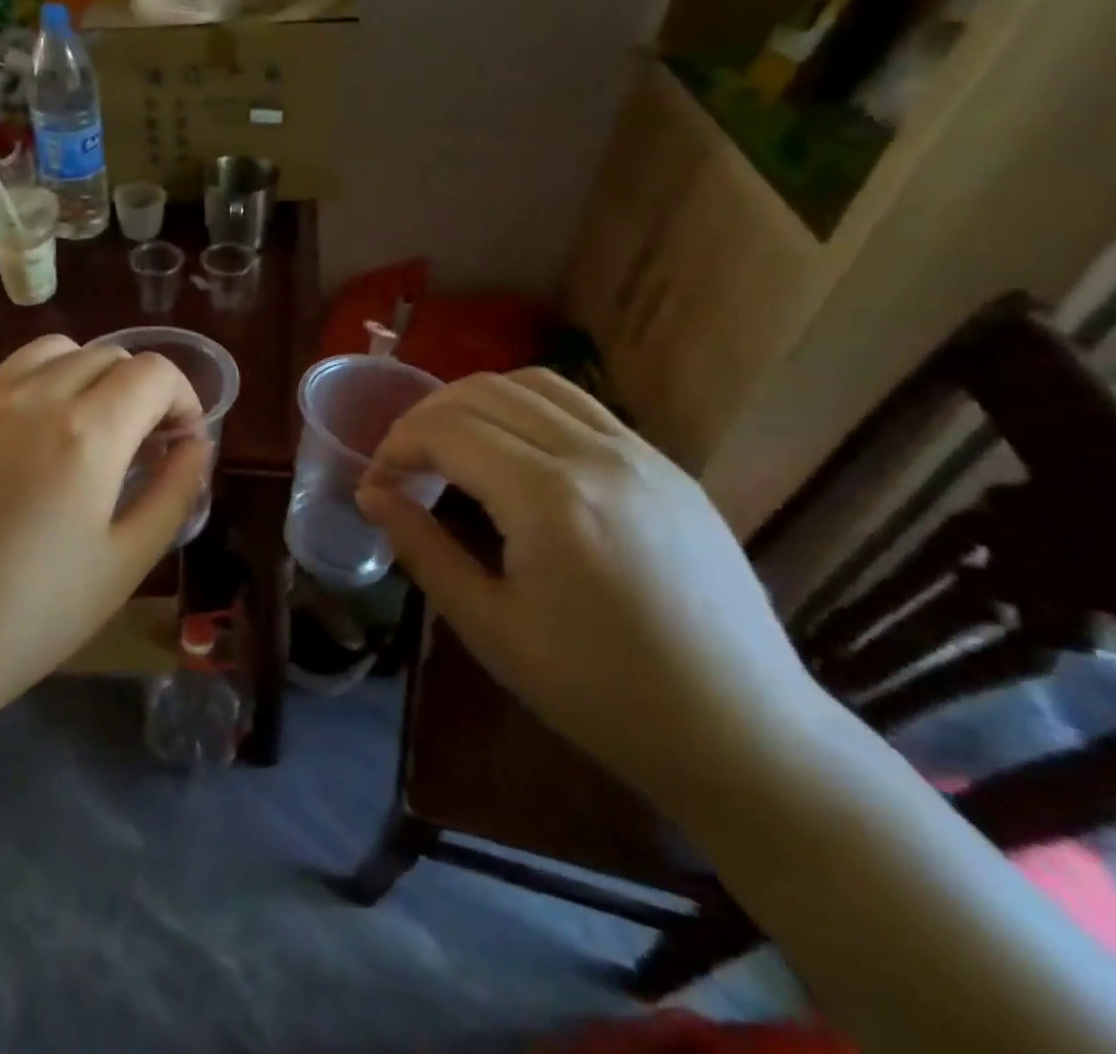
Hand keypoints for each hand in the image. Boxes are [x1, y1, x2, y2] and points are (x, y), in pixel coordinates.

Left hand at [0, 335, 208, 732]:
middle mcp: (31, 396)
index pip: (153, 372)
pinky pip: (2, 379)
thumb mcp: (124, 563)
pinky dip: (35, 392)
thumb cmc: (29, 618)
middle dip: (138, 389)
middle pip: (106, 354)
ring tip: (84, 433)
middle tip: (139, 445)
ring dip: (86, 377)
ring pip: (51, 353)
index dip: (182, 397)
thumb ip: (174, 492)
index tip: (181, 440)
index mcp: (86, 432)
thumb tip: (197, 445)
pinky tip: (22, 452)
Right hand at [356, 368, 823, 808]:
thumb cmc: (601, 693)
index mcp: (548, 498)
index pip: (445, 430)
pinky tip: (516, 454)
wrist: (743, 733)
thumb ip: (422, 548)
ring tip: (452, 446)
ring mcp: (640, 452)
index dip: (395, 447)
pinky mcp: (666, 464)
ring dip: (475, 401)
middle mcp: (595, 454)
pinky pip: (580, 406)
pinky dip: (526, 408)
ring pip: (534, 383)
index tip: (377, 484)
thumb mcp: (489, 627)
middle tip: (403, 464)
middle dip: (425, 417)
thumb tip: (373, 494)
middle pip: (483, 392)